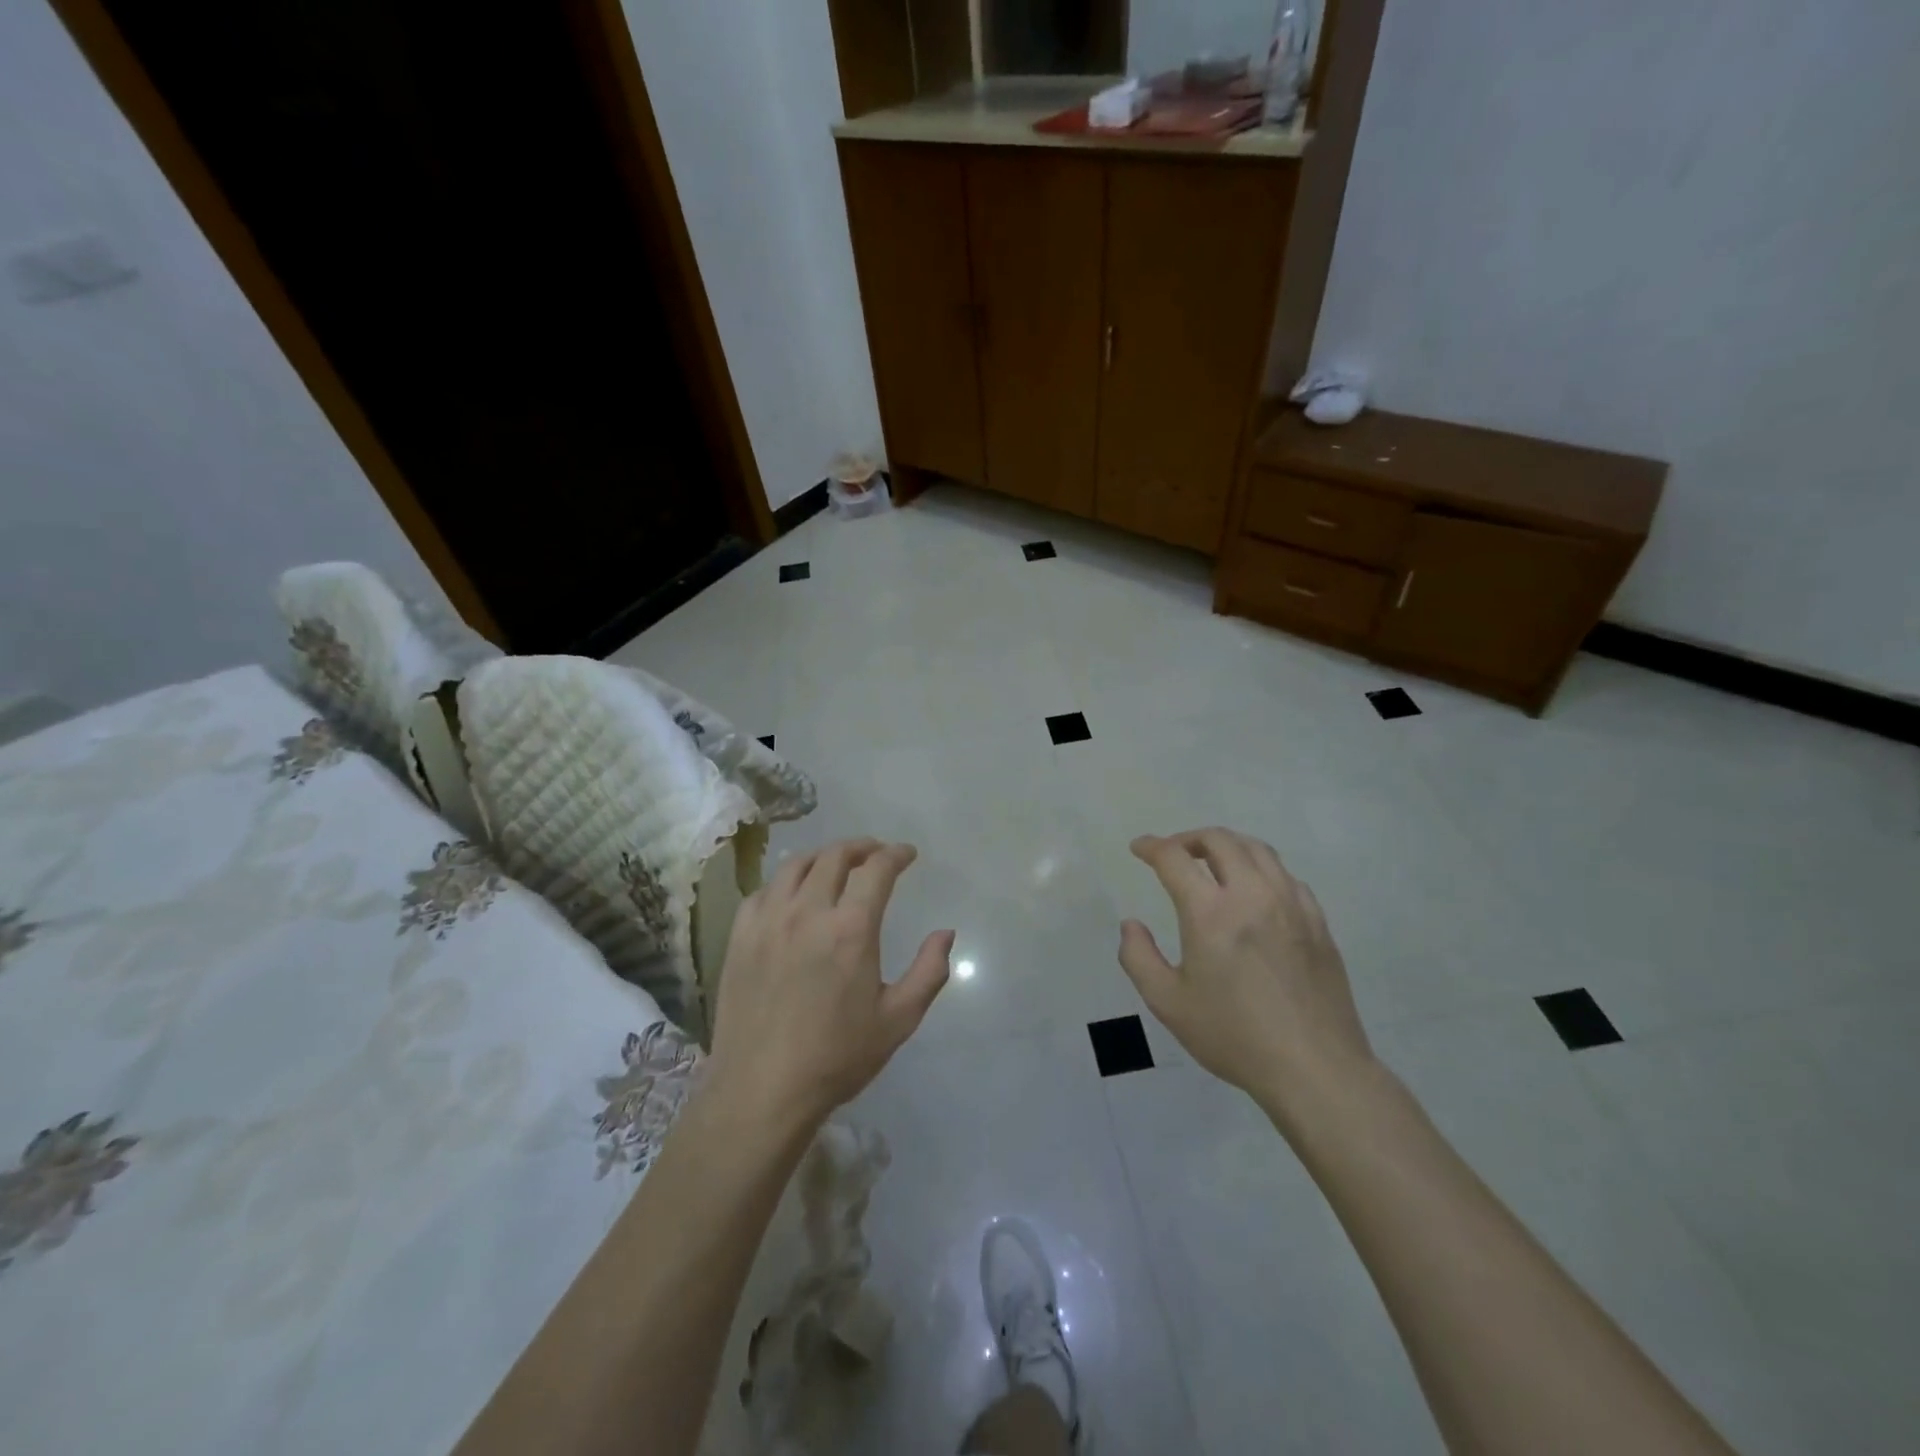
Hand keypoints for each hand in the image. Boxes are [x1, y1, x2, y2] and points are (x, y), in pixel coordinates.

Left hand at [707, 839, 952, 1130]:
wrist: (762, 1090)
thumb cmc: (837, 1057)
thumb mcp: (898, 1019)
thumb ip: (929, 971)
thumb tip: (946, 933)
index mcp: (851, 929)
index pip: (877, 869)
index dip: (896, 854)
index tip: (907, 854)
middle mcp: (808, 912)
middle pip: (834, 857)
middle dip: (861, 847)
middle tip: (875, 853)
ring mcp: (768, 921)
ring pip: (795, 865)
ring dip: (822, 856)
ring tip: (835, 864)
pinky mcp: (740, 937)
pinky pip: (763, 891)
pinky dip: (785, 882)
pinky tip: (792, 895)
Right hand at [1117, 828, 1376, 1132]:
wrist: (1315, 1068)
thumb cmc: (1234, 1036)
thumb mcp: (1169, 1003)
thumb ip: (1139, 958)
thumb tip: (1131, 924)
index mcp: (1210, 913)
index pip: (1175, 858)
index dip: (1152, 846)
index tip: (1139, 848)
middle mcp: (1252, 895)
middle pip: (1219, 840)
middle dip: (1188, 838)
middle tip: (1173, 853)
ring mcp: (1291, 904)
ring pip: (1257, 849)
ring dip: (1227, 845)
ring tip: (1212, 861)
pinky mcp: (1317, 921)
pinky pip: (1286, 875)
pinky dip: (1260, 868)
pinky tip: (1254, 890)